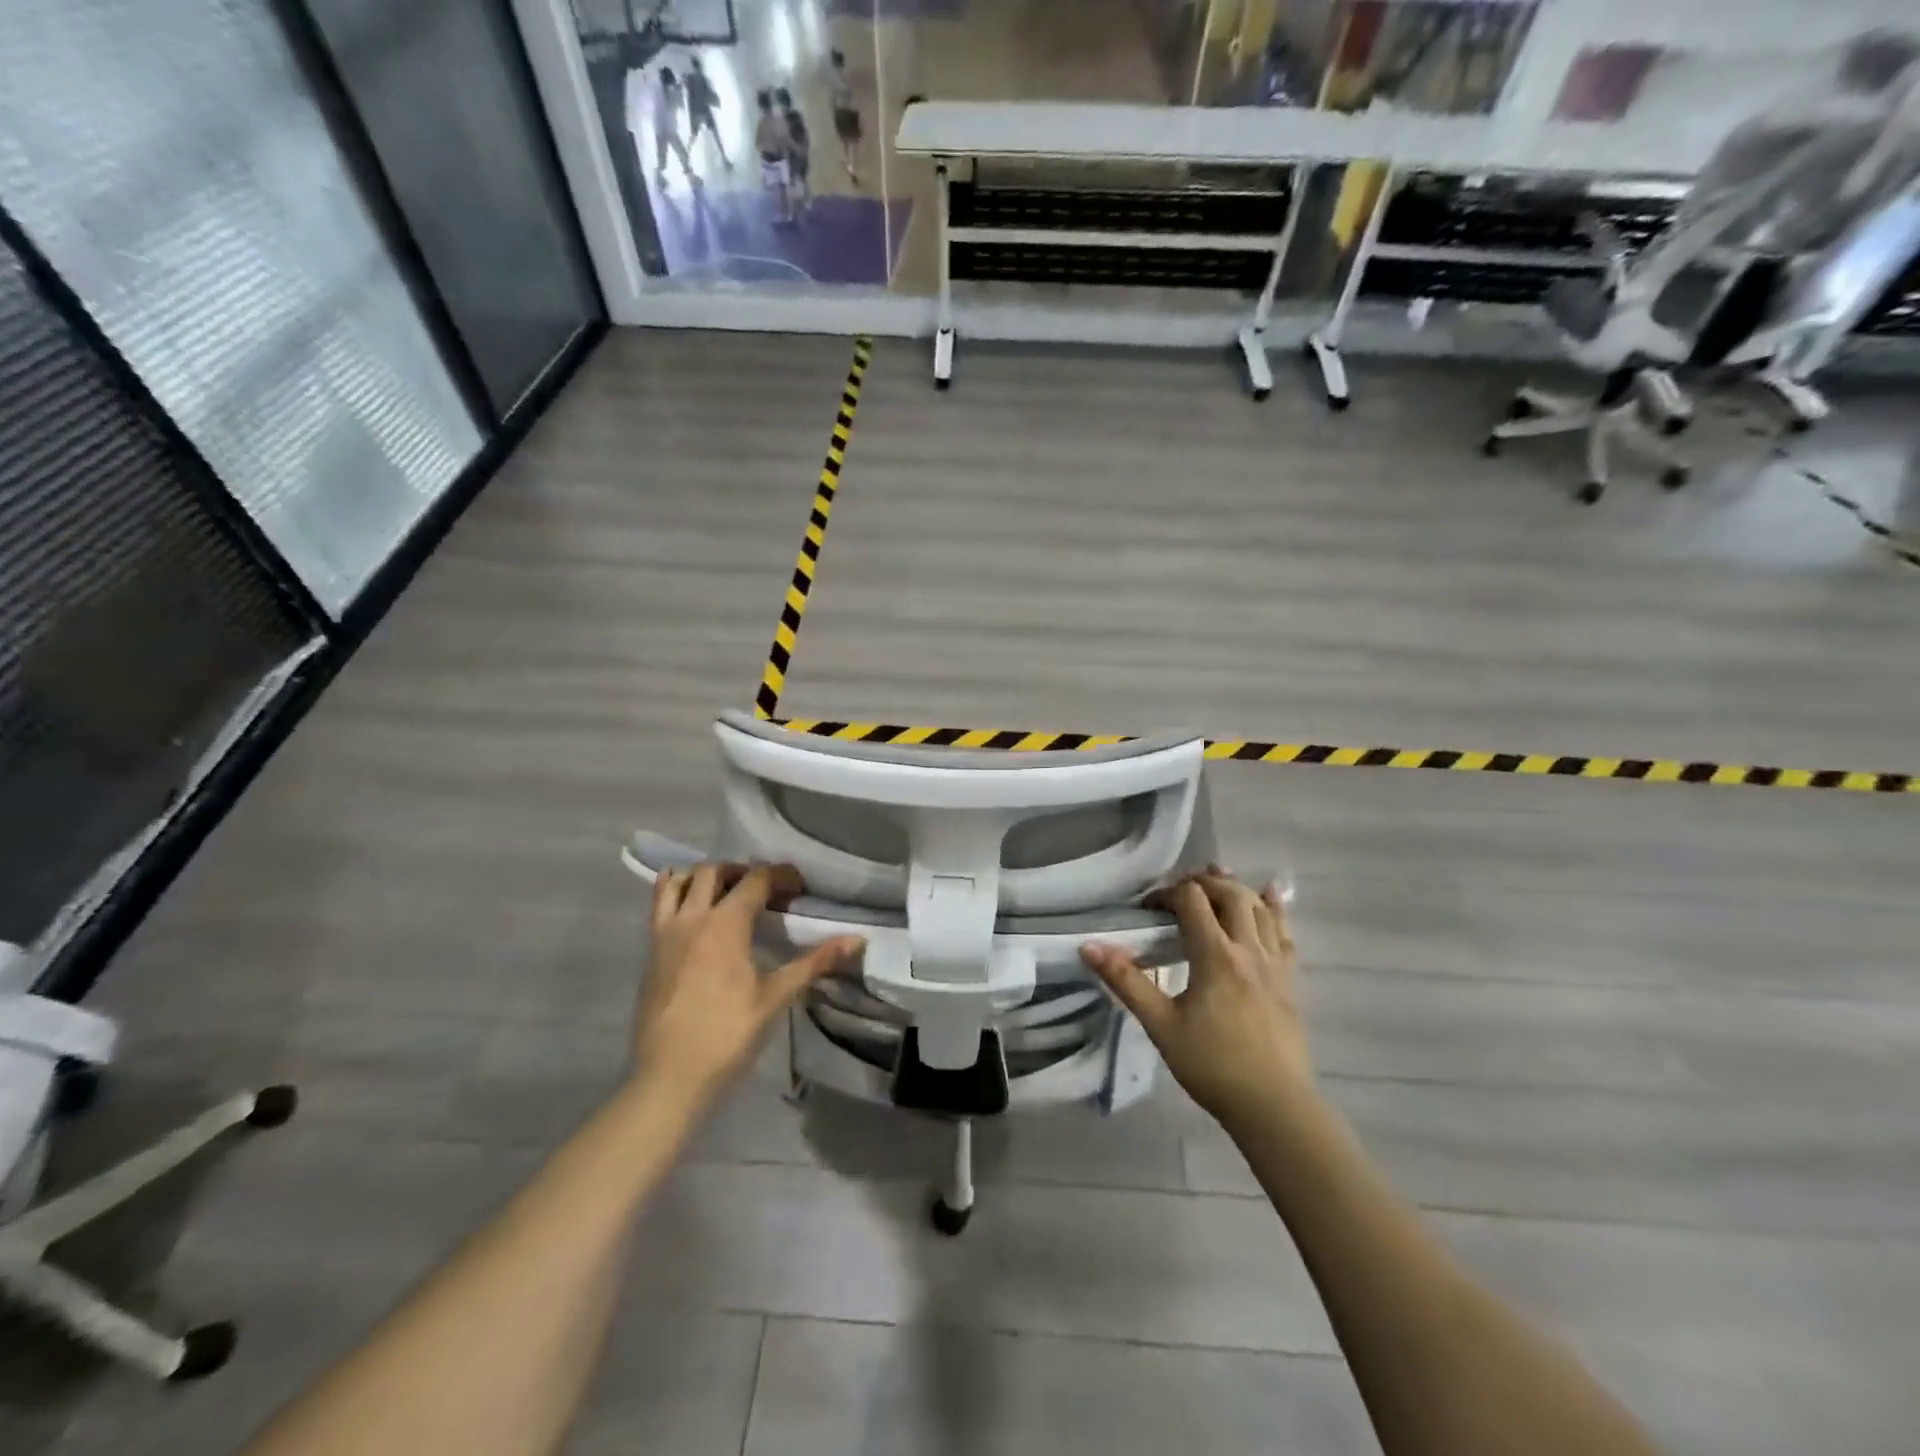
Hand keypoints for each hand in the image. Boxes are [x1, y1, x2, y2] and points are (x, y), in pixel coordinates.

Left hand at [637, 862, 862, 1109]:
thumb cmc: (728, 1035)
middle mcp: (693, 918)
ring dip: (705, 876)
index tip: (799, 888)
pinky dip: (673, 889)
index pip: (756, 879)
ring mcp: (666, 932)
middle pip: (716, 871)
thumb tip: (857, 940)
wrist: (670, 1077)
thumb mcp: (776, 997)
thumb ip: (815, 962)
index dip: (781, 876)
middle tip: (765, 891)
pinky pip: (658, 904)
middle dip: (743, 871)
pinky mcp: (650, 950)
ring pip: (680, 881)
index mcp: (726, 924)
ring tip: (726, 892)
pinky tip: (689, 902)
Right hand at [1081, 869, 1312, 1135]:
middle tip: (1177, 891)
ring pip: (1258, 908)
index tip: (1147, 909)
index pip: (1191, 900)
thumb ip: (1126, 982)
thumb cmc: (1212, 1065)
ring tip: (1216, 879)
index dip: (1166, 894)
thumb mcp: (1160, 1024)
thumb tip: (1089, 947)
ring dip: (1235, 888)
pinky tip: (1269, 895)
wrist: (1274, 1105)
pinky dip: (1274, 908)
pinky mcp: (1289, 979)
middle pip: (1228, 894)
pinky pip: (1284, 932)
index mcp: (1215, 955)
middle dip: (1201, 883)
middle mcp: (1248, 949)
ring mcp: (1274, 963)